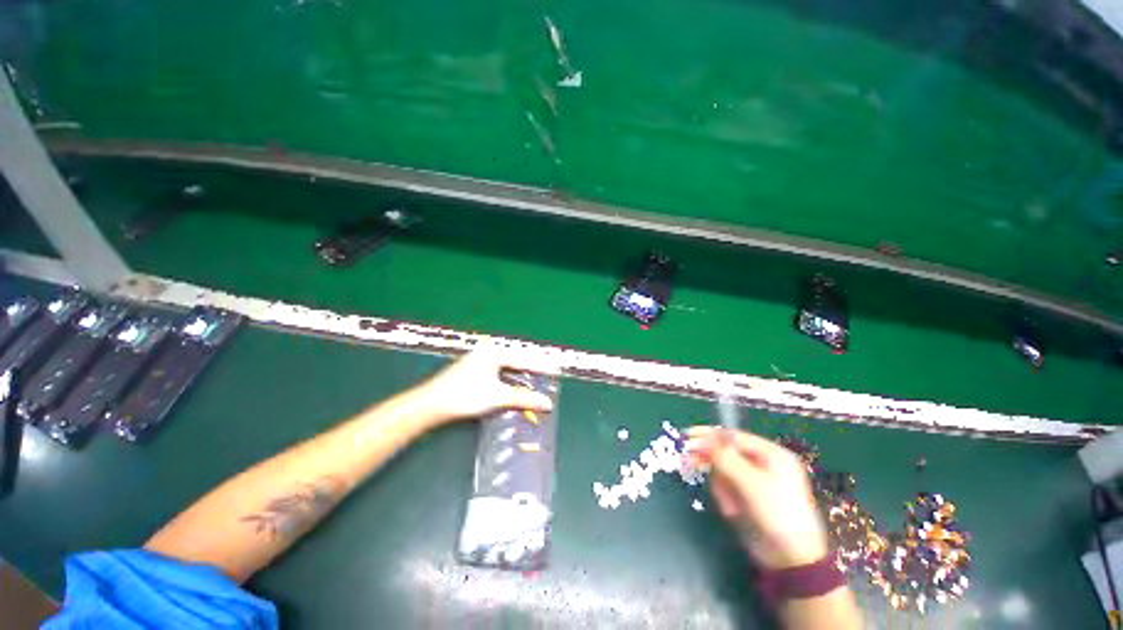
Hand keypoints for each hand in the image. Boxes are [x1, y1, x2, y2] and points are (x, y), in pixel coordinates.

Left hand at [411, 346, 558, 425]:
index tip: (556, 369)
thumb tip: (547, 403)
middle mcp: (488, 351)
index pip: (524, 359)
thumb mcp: (498, 397)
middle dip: (533, 365)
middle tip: (550, 370)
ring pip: (508, 363)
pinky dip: (511, 374)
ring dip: (522, 370)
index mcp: (495, 352)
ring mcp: (479, 358)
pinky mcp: (474, 367)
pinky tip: (516, 379)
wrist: (431, 403)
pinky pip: (500, 368)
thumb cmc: (466, 396)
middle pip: (517, 358)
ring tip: (537, 375)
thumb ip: (524, 398)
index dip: (541, 366)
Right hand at [686, 427, 828, 569]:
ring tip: (732, 506)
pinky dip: (726, 498)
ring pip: (723, 472)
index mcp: (771, 455)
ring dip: (722, 487)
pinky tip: (734, 512)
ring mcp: (754, 482)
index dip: (710, 435)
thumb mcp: (751, 482)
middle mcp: (762, 464)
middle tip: (688, 460)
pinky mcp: (747, 497)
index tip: (688, 436)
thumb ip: (725, 458)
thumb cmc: (777, 513)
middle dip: (711, 461)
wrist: (791, 558)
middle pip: (726, 453)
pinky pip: (727, 488)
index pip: (734, 436)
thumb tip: (704, 442)